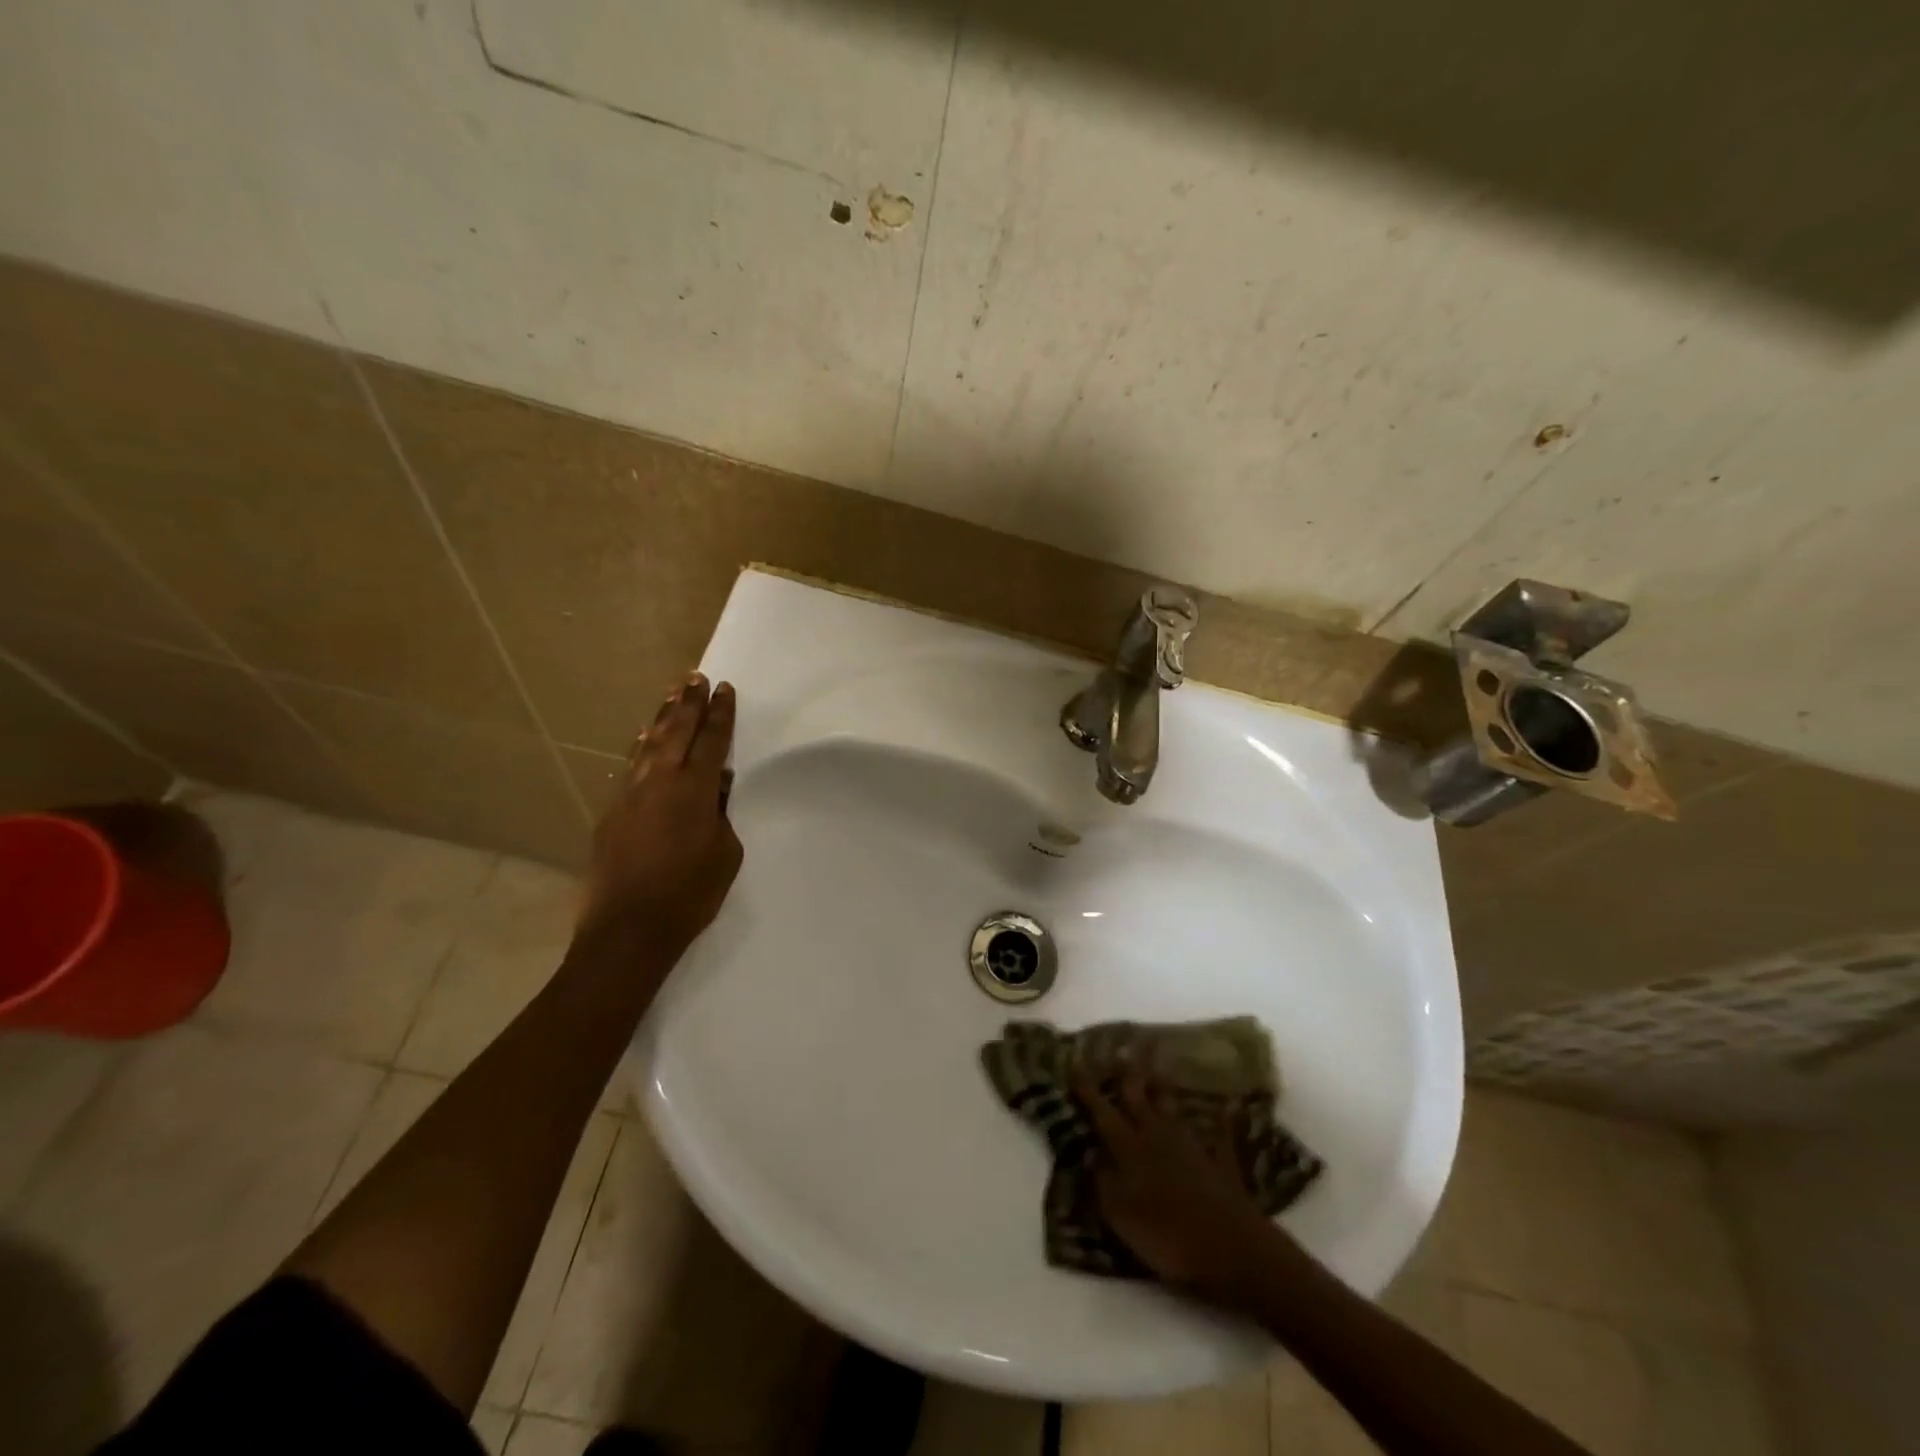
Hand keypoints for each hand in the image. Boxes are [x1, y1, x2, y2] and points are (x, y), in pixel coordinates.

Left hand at [579, 673, 743, 956]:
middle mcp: (660, 782)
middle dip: (689, 703)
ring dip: (662, 718)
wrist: (627, 930)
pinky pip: (630, 766)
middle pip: (677, 732)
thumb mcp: (725, 854)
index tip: (724, 690)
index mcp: (695, 791)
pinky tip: (643, 737)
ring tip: (672, 695)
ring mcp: (630, 794)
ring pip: (648, 744)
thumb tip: (718, 786)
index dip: (720, 714)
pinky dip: (641, 746)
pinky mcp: (611, 811)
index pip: (712, 741)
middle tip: (696, 678)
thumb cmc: (689, 895)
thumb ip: (722, 814)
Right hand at [1075, 1066, 1295, 1308]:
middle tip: (1121, 1045)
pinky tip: (1228, 1103)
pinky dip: (1223, 1117)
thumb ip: (1103, 1182)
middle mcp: (1157, 1136)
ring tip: (1160, 1061)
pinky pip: (1220, 1132)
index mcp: (1130, 1149)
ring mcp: (1191, 1145)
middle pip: (1139, 1096)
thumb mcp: (1121, 1217)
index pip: (1102, 1112)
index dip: (1087, 1088)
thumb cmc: (1168, 1237)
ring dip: (1164, 1083)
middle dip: (1127, 1071)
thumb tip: (1090, 1154)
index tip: (1075, 1060)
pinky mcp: (1220, 1160)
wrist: (1231, 1249)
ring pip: (1172, 1105)